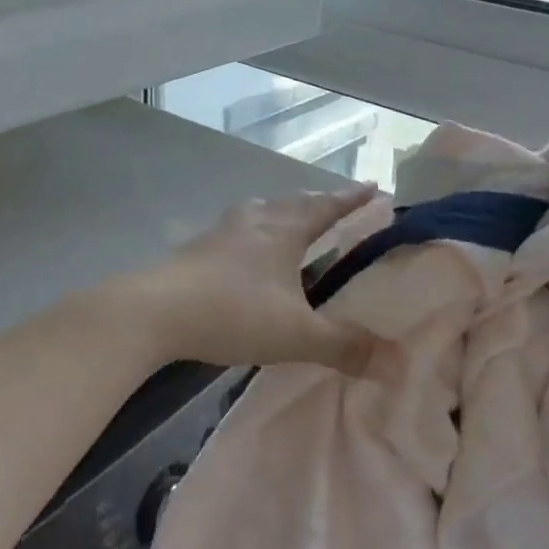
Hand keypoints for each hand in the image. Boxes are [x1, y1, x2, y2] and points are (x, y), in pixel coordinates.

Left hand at [118, 185, 380, 375]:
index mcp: (284, 231)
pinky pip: (236, 231)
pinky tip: (244, 252)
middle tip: (335, 205)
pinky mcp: (196, 249)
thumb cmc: (233, 313)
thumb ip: (344, 346)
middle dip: (318, 203)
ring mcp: (221, 232)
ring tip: (290, 222)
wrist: (155, 312)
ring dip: (281, 213)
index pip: (326, 207)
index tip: (372, 187)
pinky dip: (252, 234)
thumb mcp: (296, 335)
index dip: (351, 199)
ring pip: (261, 212)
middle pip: (293, 203)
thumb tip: (393, 361)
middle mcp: (255, 221)